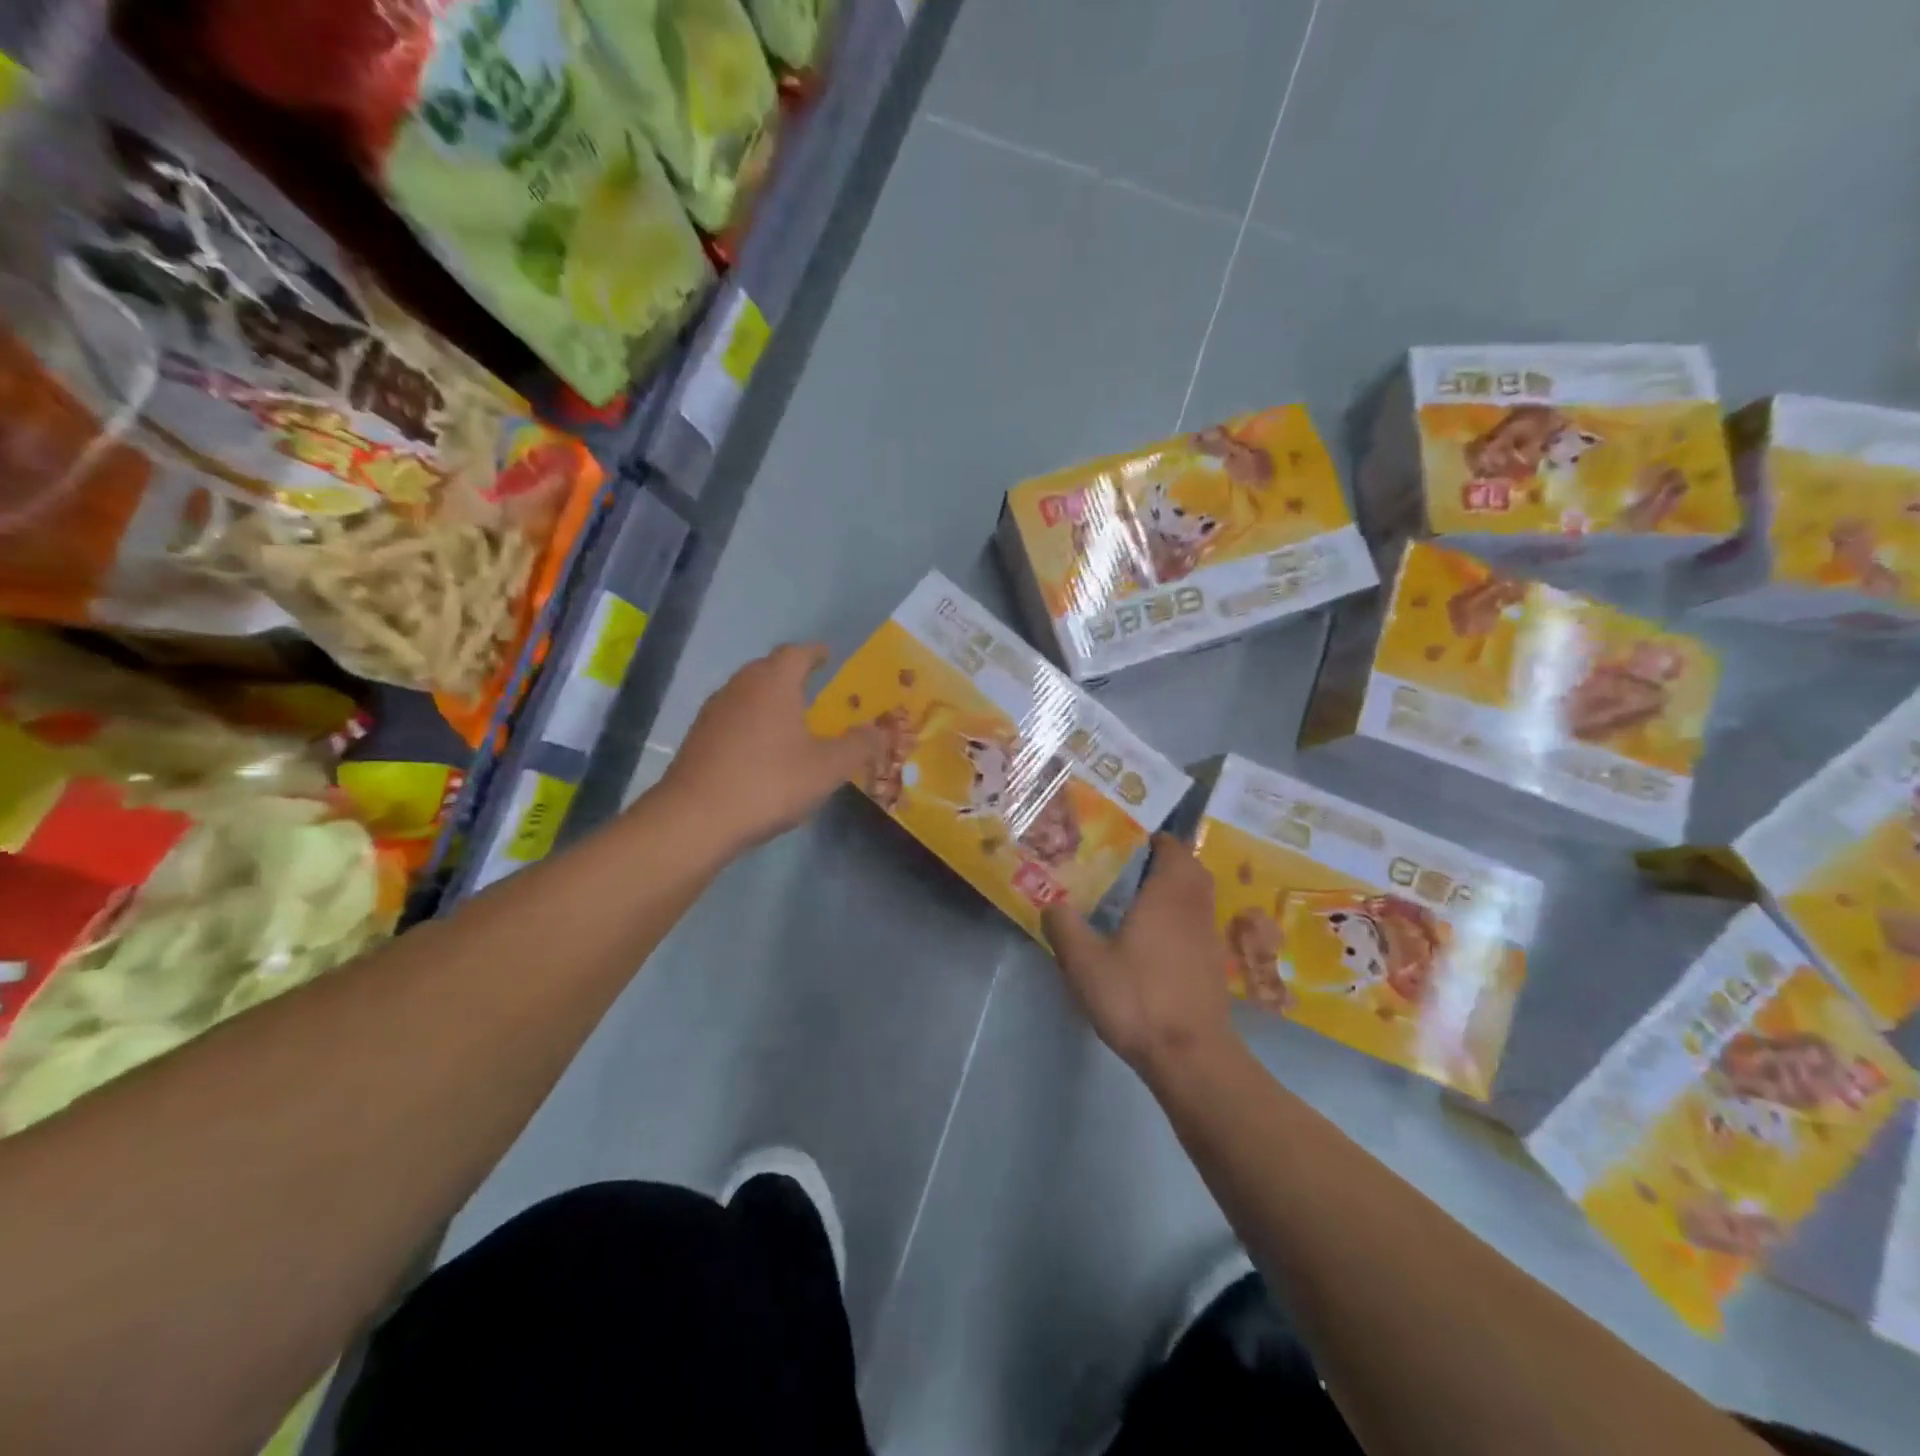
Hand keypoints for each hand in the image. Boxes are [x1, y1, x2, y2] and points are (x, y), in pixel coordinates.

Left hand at [654, 644, 881, 857]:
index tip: (828, 655)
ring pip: (747, 693)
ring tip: (790, 718)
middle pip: (767, 668)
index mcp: (773, 683)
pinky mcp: (698, 738)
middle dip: (791, 674)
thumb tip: (879, 731)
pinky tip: (761, 748)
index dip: (815, 653)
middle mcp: (740, 687)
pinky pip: (733, 718)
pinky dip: (751, 722)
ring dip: (769, 699)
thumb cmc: (770, 782)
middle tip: (813, 686)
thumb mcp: (828, 768)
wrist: (696, 819)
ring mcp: (713, 712)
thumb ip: (858, 746)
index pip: (796, 653)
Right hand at [1042, 834, 1237, 1076]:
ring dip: (1178, 890)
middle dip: (1169, 861)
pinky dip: (1182, 918)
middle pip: (1192, 870)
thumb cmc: (1137, 998)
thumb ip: (1064, 927)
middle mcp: (1194, 909)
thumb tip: (1049, 902)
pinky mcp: (1212, 967)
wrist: (1190, 1056)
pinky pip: (1199, 925)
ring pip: (1198, 898)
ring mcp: (1208, 939)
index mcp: (1167, 896)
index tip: (1132, 840)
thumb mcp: (1085, 963)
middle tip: (1135, 866)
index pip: (1173, 850)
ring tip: (1141, 899)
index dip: (1157, 840)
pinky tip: (1155, 939)